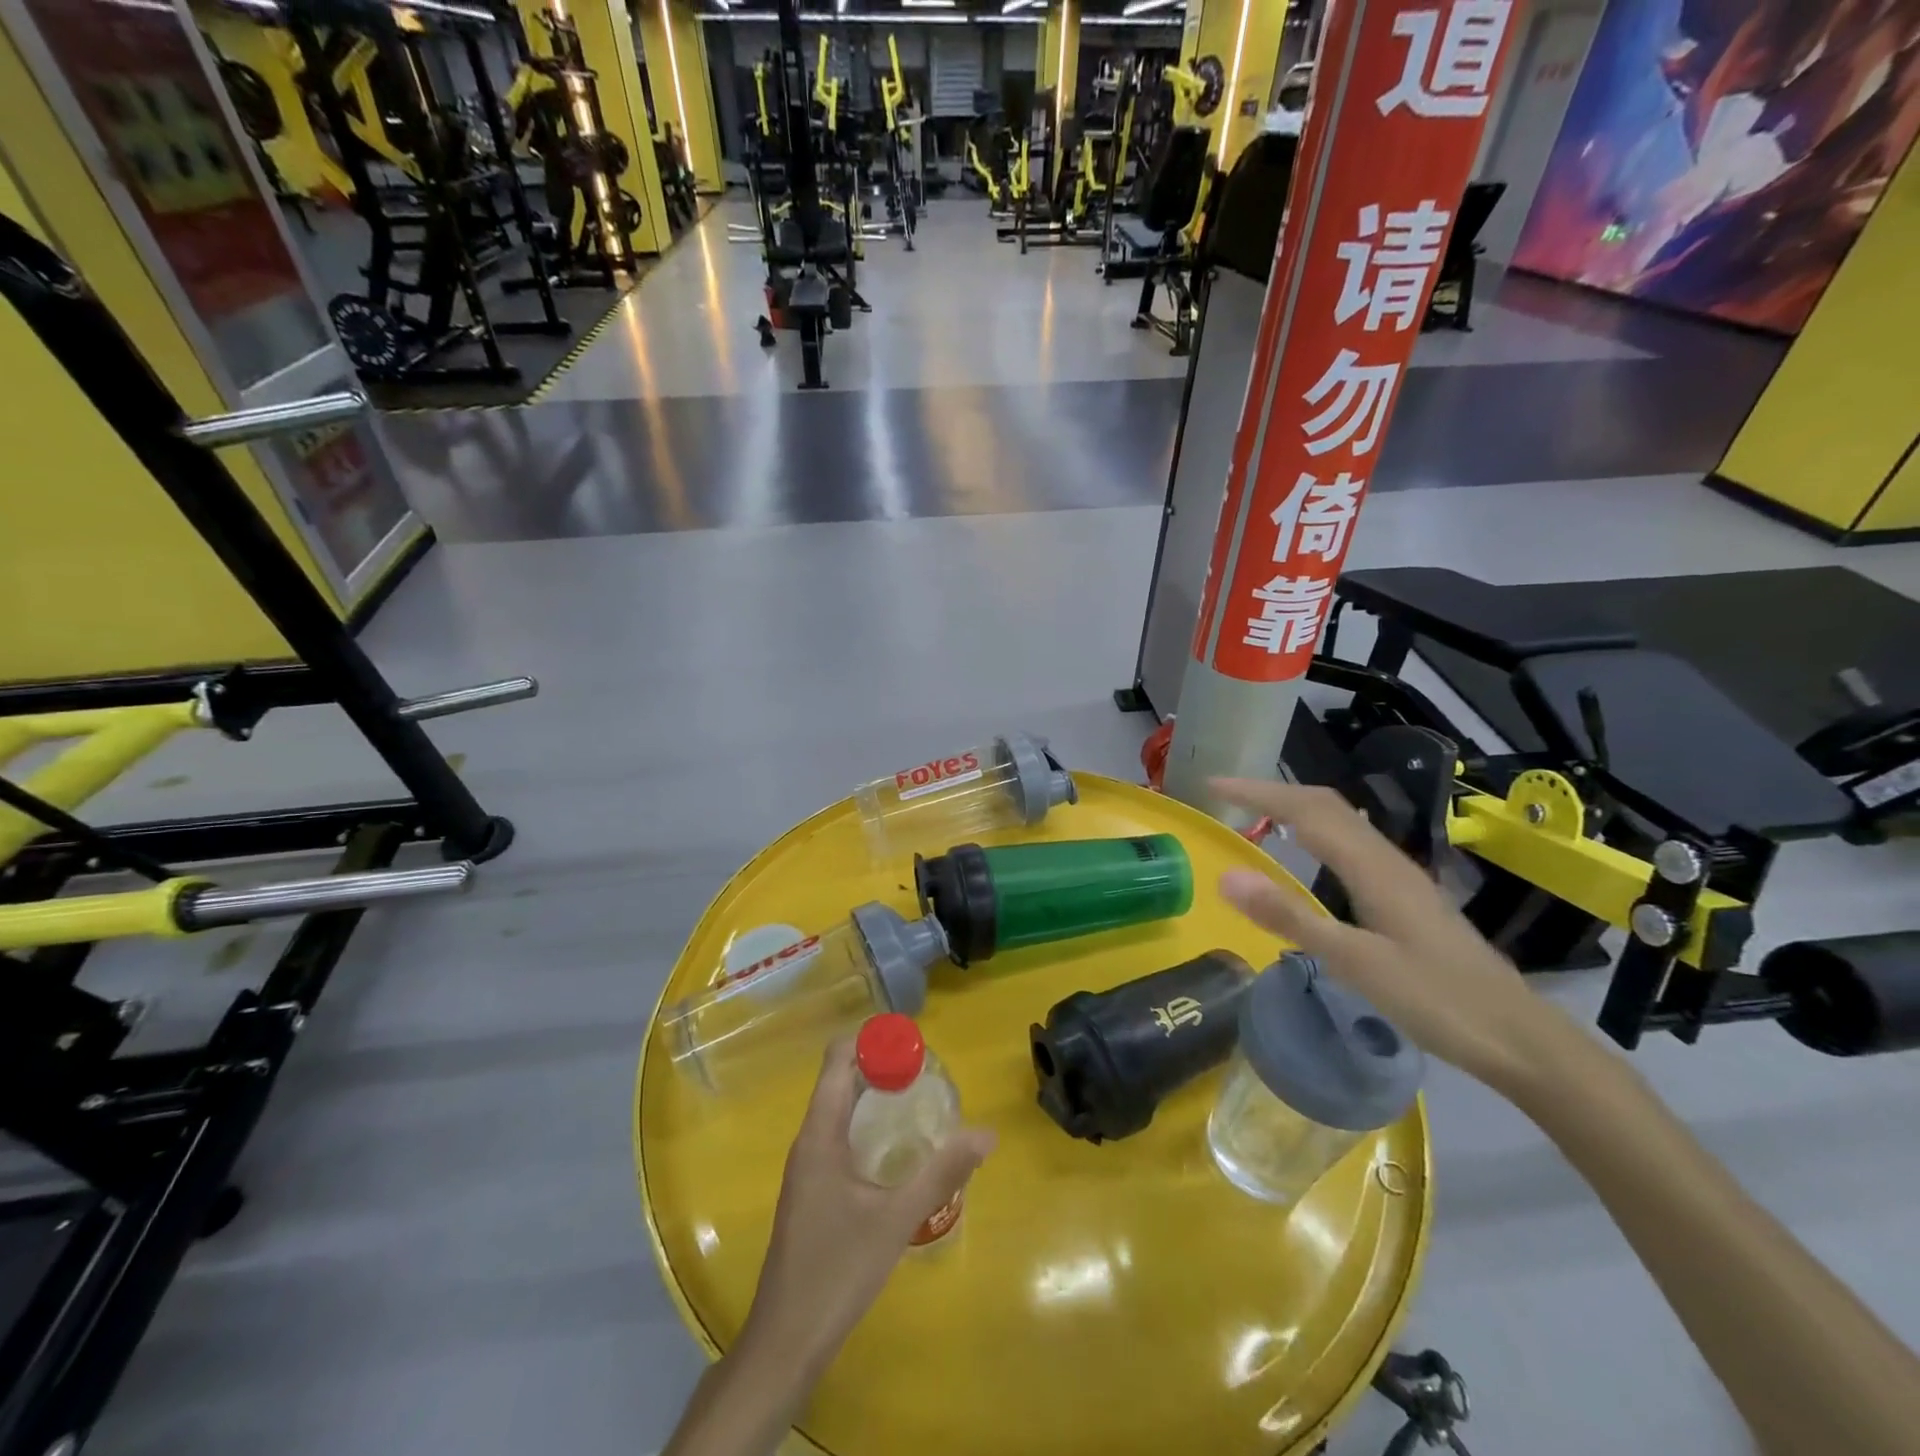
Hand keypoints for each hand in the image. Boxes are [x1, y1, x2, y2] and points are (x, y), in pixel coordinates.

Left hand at [741, 1039, 995, 1375]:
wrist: (785, 1342)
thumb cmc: (836, 1271)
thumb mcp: (896, 1220)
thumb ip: (941, 1173)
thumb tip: (986, 1133)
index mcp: (819, 1134)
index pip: (837, 1059)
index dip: (871, 1040)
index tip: (912, 1042)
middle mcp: (808, 1141)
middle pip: (839, 1079)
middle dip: (879, 1065)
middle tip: (926, 1070)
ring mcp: (807, 1167)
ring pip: (838, 1109)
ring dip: (873, 1095)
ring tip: (918, 1099)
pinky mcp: (812, 1190)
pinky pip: (839, 1136)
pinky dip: (866, 1124)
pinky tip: (896, 1148)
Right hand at [1212, 778, 1582, 1098]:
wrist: (1522, 1039)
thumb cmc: (1439, 1002)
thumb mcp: (1356, 963)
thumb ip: (1290, 917)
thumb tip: (1227, 876)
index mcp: (1373, 868)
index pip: (1307, 810)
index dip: (1258, 791)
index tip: (1213, 783)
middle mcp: (1387, 861)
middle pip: (1326, 806)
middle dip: (1273, 791)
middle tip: (1225, 794)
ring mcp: (1401, 879)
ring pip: (1342, 822)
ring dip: (1296, 807)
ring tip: (1256, 813)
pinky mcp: (1406, 898)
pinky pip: (1351, 844)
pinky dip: (1316, 832)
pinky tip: (1309, 853)